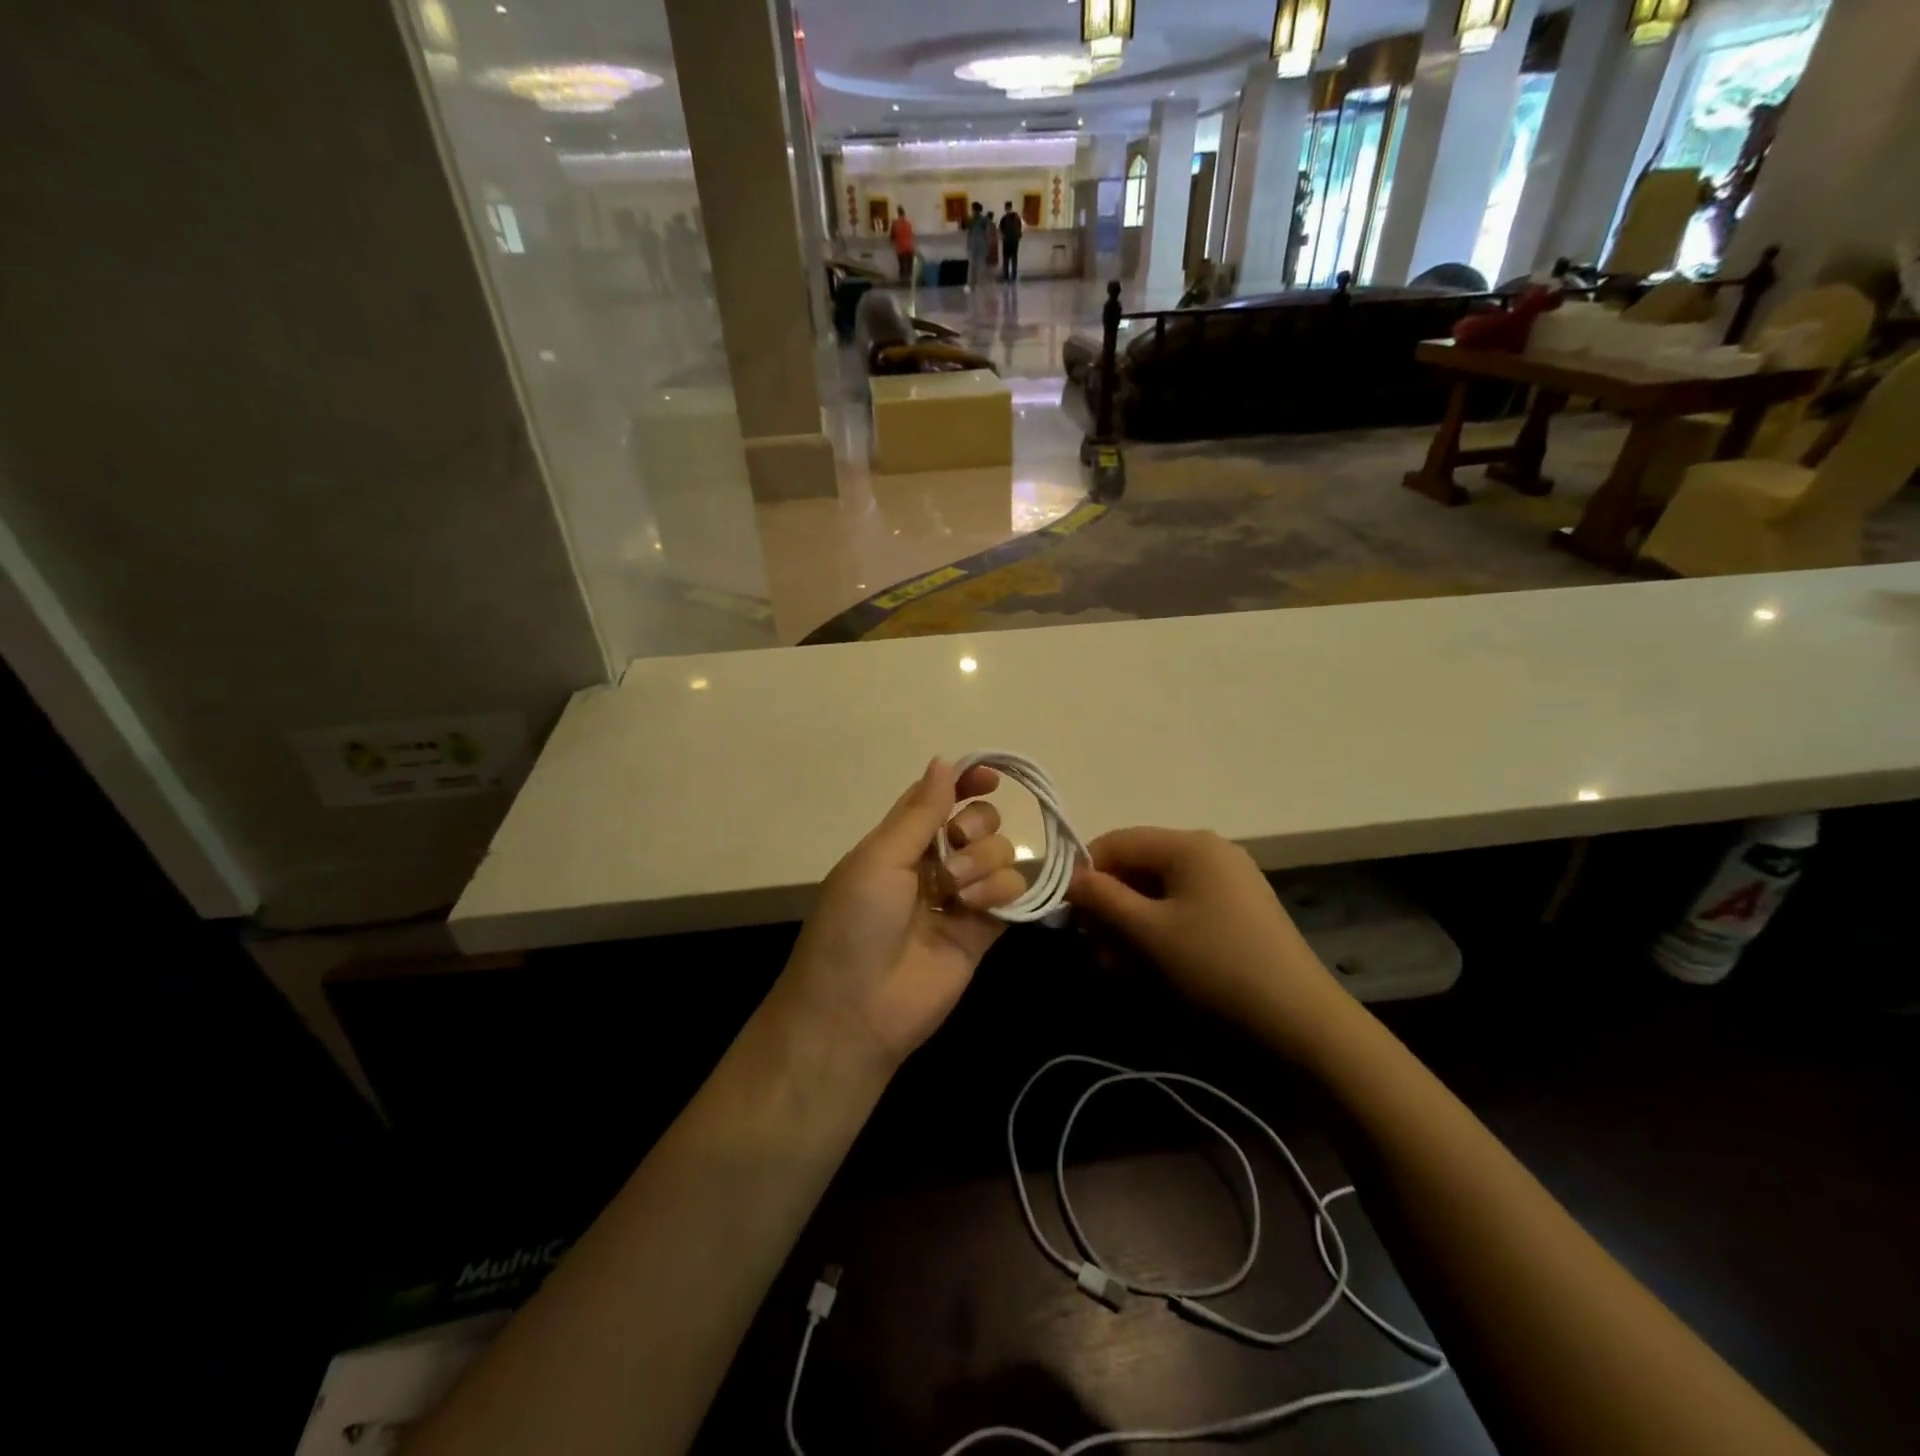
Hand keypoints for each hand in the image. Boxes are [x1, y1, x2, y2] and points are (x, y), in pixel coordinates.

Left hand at [775, 759, 1027, 1069]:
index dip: (966, 780)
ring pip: (1000, 854)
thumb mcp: (879, 858)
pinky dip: (1003, 891)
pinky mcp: (983, 930)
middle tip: (954, 847)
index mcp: (899, 841)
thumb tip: (943, 759)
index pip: (939, 796)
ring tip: (956, 893)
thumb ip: (920, 812)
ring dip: (983, 863)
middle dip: (975, 826)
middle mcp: (933, 863)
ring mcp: (961, 897)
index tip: (991, 777)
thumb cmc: (854, 923)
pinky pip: (1012, 892)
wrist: (856, 1010)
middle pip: (978, 821)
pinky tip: (977, 908)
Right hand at [1066, 828, 1336, 1032]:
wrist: (1299, 1019)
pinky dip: (1158, 930)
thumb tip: (1070, 879)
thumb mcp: (1149, 932)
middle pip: (1138, 866)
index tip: (1067, 912)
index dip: (1086, 872)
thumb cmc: (1216, 965)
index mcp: (1189, 844)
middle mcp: (1209, 851)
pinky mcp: (1237, 910)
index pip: (1117, 841)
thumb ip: (1103, 899)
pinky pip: (1183, 908)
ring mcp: (1227, 881)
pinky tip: (1145, 965)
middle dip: (1109, 905)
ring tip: (1114, 965)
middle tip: (1090, 946)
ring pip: (1158, 891)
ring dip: (1129, 923)